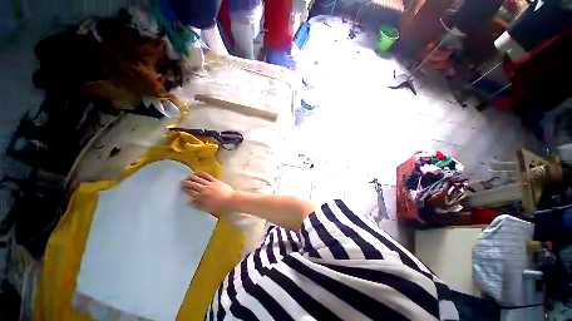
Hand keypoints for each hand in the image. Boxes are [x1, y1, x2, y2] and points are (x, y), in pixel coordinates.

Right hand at [181, 172, 235, 215]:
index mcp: (201, 197)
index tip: (182, 188)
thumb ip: (198, 205)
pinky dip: (201, 174)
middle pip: (193, 184)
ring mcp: (210, 184)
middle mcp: (204, 189)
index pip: (191, 192)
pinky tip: (198, 173)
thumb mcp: (208, 209)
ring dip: (192, 177)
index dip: (185, 190)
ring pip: (199, 179)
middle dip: (186, 182)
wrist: (231, 200)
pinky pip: (207, 176)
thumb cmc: (220, 207)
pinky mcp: (216, 181)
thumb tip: (190, 202)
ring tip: (188, 176)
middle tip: (181, 181)